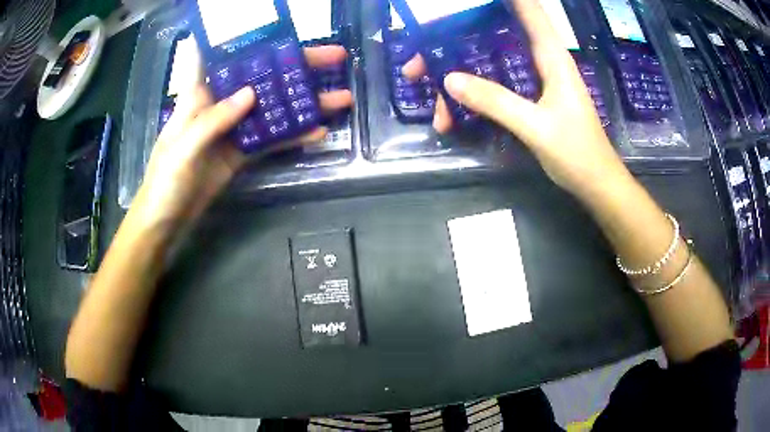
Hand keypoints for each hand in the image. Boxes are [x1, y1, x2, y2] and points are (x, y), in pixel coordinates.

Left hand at [137, 45, 352, 225]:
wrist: (167, 221)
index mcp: (198, 93)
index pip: (217, 51)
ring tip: (340, 97)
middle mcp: (220, 102)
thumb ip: (213, 120)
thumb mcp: (183, 148)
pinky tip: (319, 132)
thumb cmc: (165, 181)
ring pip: (273, 106)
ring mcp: (234, 127)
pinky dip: (294, 135)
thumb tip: (251, 94)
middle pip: (261, 74)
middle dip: (296, 64)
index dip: (239, 33)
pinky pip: (272, 138)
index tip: (272, 23)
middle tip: (334, 57)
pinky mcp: (242, 151)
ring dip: (304, 101)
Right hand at [402, 0, 628, 197]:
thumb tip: (450, 80)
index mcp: (551, 56)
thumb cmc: (576, 152)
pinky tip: (455, 119)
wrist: (595, 183)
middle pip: (494, 38)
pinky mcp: (530, 98)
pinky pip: (496, 88)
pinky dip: (474, 99)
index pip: (528, 11)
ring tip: (436, 109)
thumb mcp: (536, 127)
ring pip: (490, 66)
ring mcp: (534, 80)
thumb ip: (496, 102)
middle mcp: (541, 61)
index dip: (503, 0)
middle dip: (457, 44)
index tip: (464, 2)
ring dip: (460, 80)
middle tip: (422, 62)